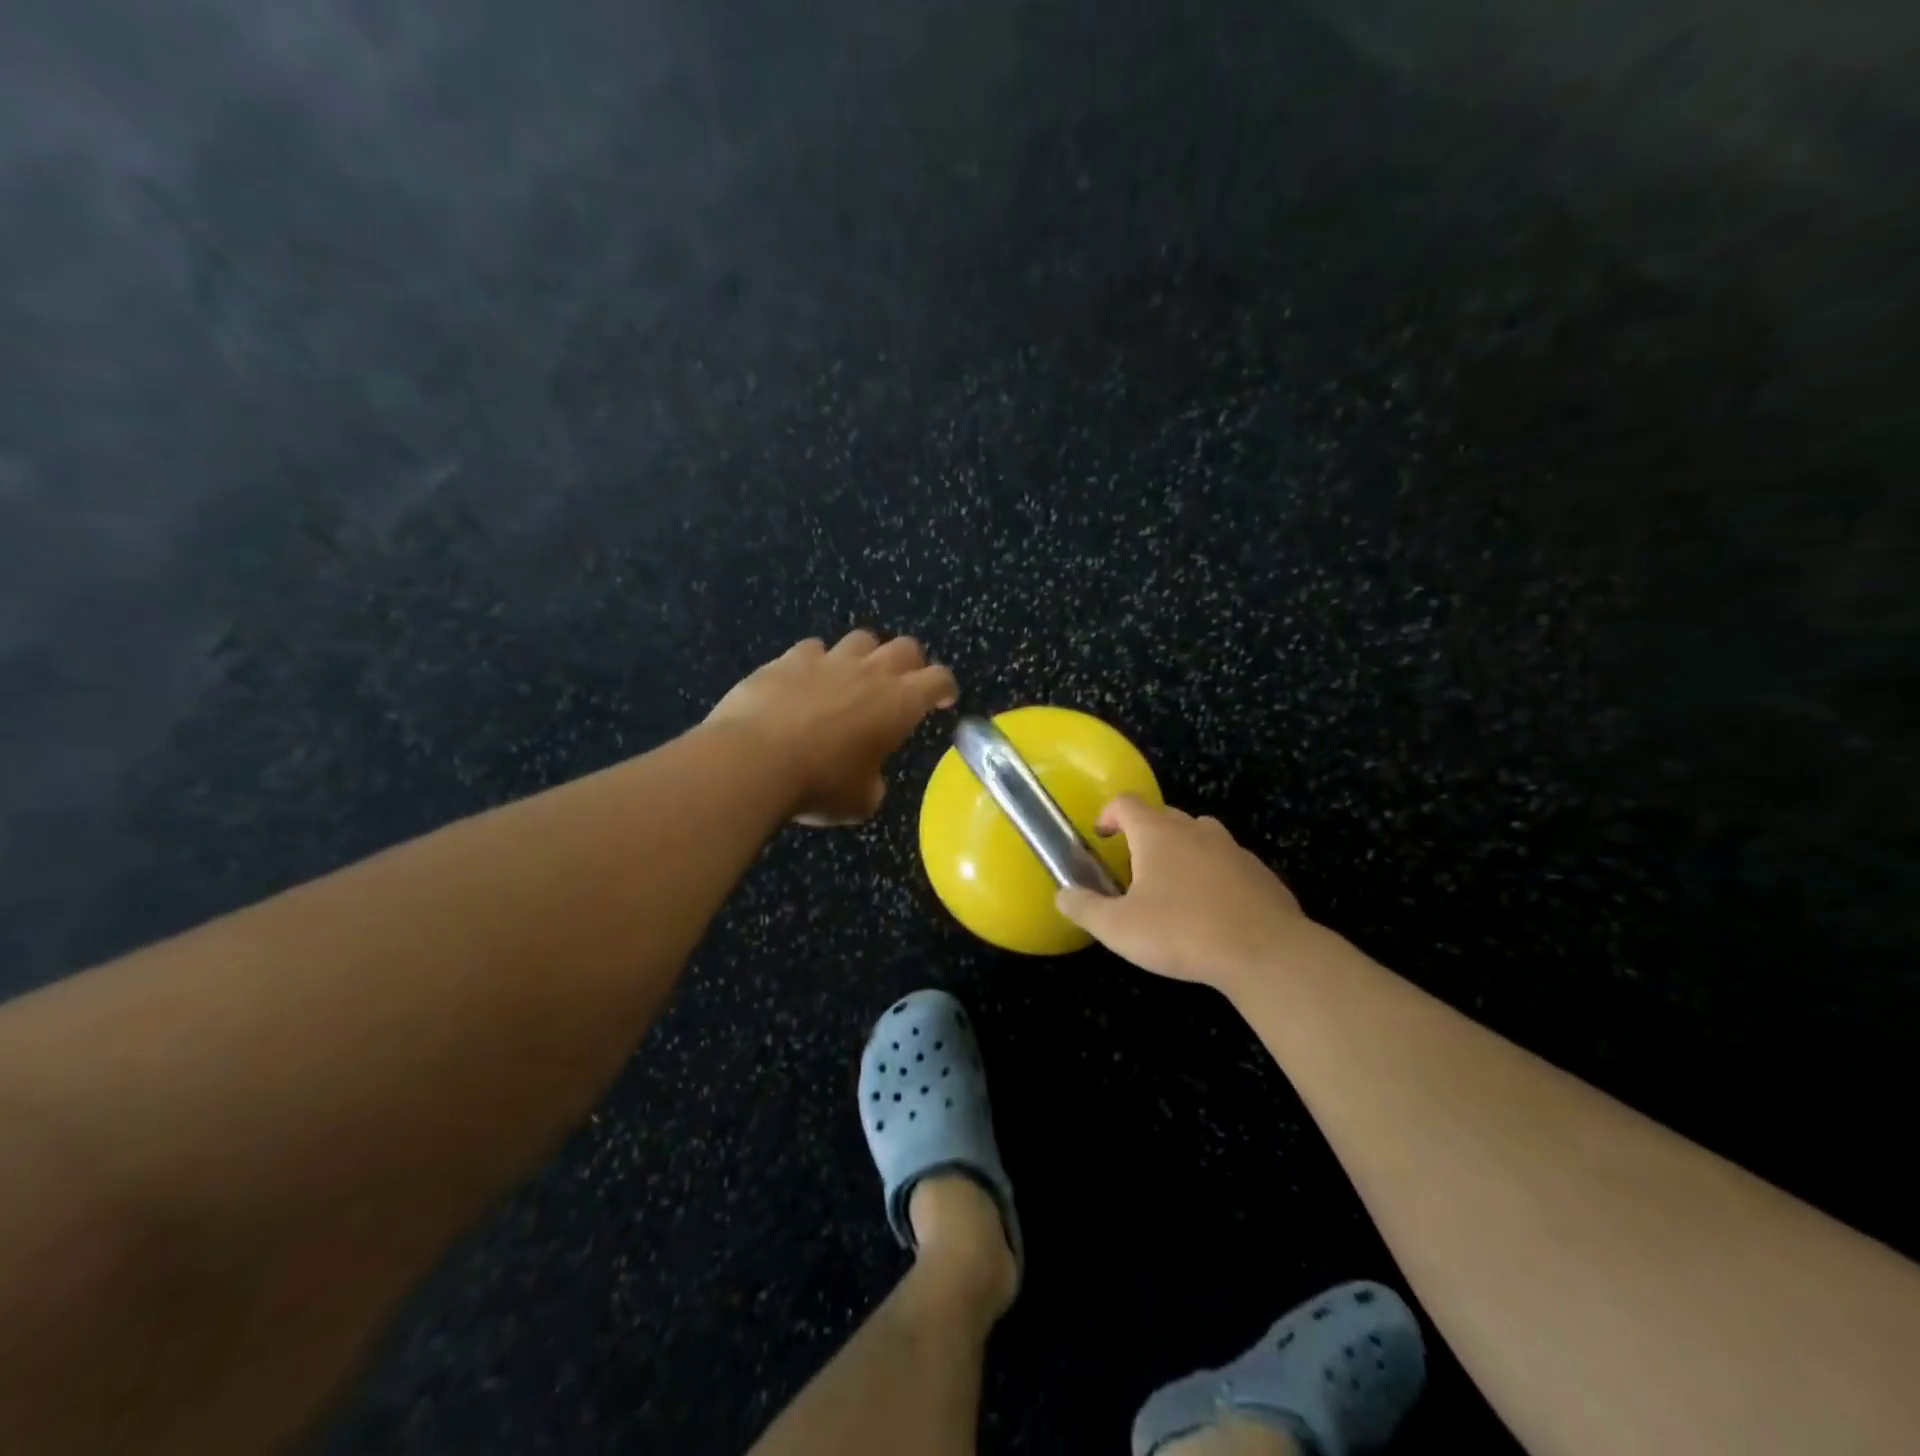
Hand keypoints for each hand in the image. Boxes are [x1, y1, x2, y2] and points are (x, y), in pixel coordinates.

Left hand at [706, 630, 957, 824]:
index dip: (945, 688)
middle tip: (901, 687)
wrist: (754, 760)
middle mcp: (870, 672)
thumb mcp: (861, 801)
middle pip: (905, 647)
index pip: (939, 679)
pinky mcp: (788, 659)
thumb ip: (874, 783)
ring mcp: (828, 660)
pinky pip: (812, 649)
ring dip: (864, 656)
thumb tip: (869, 779)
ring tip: (852, 679)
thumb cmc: (819, 785)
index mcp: (899, 703)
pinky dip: (816, 663)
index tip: (942, 701)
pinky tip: (805, 682)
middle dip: (910, 664)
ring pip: (861, 639)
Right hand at [1054, 795, 1311, 987]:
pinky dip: (1215, 875)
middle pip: (1165, 816)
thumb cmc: (1181, 932)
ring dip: (1183, 851)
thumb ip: (1085, 908)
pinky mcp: (1261, 874)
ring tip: (1174, 887)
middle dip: (1145, 835)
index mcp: (1158, 834)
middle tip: (1134, 869)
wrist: (1264, 952)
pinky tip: (1213, 911)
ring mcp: (1233, 849)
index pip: (1126, 803)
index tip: (1102, 837)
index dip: (1109, 814)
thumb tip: (1063, 895)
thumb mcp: (1118, 928)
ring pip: (1201, 836)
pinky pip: (1229, 864)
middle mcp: (1196, 830)